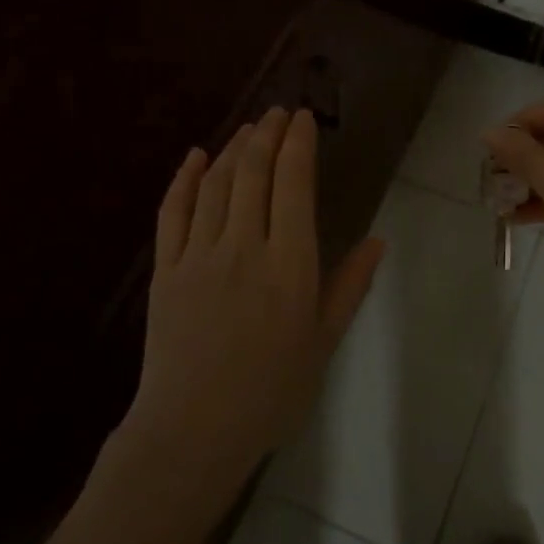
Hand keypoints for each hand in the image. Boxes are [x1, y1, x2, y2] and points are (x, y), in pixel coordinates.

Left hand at [129, 107, 383, 476]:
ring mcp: (199, 255)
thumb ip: (350, 286)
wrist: (195, 429)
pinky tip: (196, 156)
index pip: (294, 185)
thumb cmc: (271, 391)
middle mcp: (244, 247)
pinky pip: (173, 212)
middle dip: (267, 135)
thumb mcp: (323, 341)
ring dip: (234, 150)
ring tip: (249, 129)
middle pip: (254, 174)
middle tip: (278, 113)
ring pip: (216, 185)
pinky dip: (185, 179)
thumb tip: (378, 240)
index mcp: (289, 264)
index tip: (303, 120)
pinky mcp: (165, 269)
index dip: (298, 145)